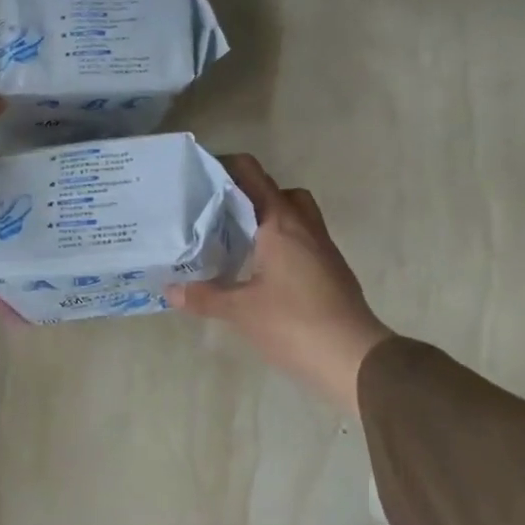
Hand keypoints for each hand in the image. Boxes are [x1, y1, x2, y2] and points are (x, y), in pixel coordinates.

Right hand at [168, 155, 392, 413]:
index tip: (199, 175)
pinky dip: (281, 245)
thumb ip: (205, 296)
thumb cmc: (295, 323)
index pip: (253, 175)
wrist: (354, 357)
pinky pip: (303, 242)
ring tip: (238, 242)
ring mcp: (323, 249)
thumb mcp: (242, 311)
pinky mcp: (331, 271)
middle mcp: (305, 227)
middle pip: (279, 192)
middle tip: (220, 214)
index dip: (226, 166)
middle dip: (250, 196)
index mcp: (281, 223)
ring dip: (269, 221)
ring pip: (295, 217)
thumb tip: (170, 289)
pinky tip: (261, 271)